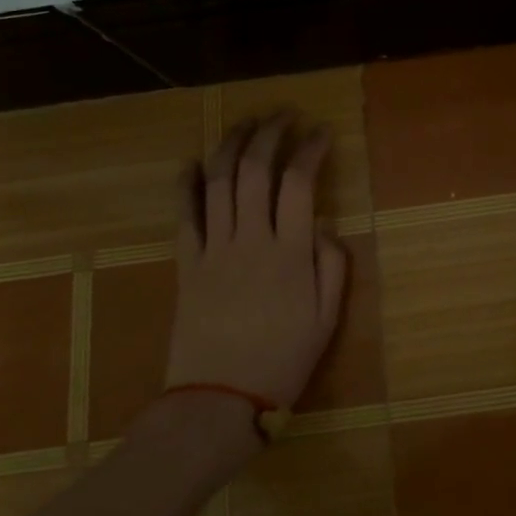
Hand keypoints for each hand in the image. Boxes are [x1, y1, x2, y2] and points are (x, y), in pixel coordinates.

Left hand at [166, 115, 348, 409]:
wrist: (218, 401)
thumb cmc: (282, 361)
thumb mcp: (327, 319)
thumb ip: (331, 266)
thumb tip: (324, 225)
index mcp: (290, 252)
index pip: (299, 183)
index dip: (310, 149)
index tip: (321, 132)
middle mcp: (250, 239)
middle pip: (254, 170)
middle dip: (269, 134)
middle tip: (283, 114)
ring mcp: (214, 249)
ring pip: (218, 182)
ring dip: (231, 146)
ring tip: (245, 123)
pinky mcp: (187, 264)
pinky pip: (184, 215)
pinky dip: (185, 184)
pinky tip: (192, 162)